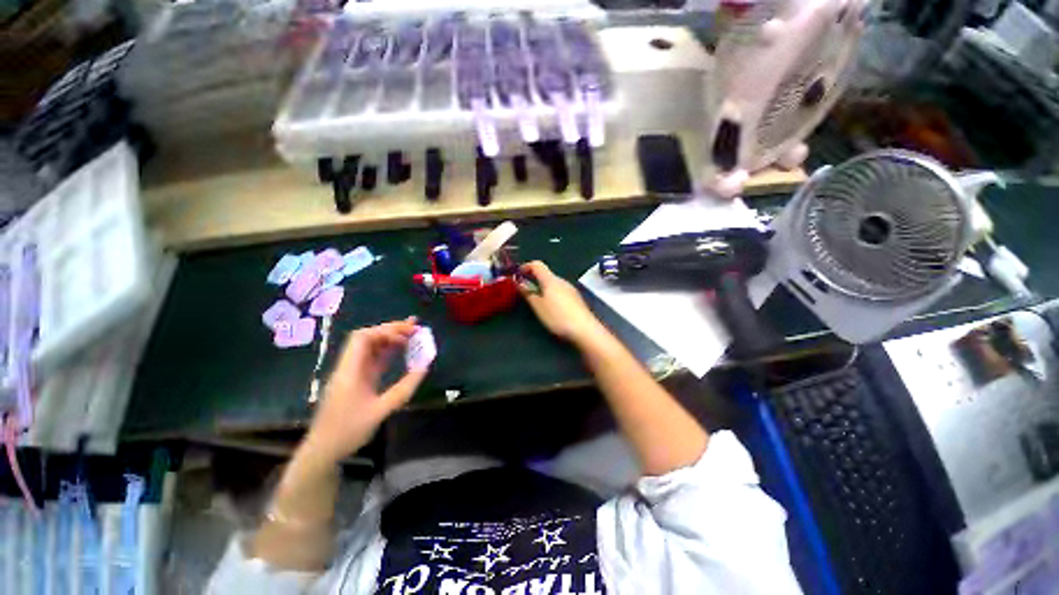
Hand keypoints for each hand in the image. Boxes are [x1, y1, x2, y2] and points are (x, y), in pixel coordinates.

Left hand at [301, 318, 426, 463]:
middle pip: (367, 339)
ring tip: (411, 335)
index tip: (408, 333)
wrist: (322, 452)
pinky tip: (400, 351)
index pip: (362, 339)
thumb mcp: (380, 411)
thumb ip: (404, 388)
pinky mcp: (356, 381)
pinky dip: (387, 353)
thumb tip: (424, 367)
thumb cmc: (348, 431)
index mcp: (349, 371)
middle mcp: (348, 367)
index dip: (386, 331)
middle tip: (414, 327)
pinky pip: (372, 360)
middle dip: (391, 330)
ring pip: (370, 348)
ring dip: (390, 339)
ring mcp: (351, 374)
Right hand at [519, 261, 602, 343]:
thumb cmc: (558, 316)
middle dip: (534, 279)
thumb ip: (528, 293)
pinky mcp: (576, 299)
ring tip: (536, 300)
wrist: (585, 329)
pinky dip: (552, 294)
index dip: (526, 266)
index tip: (517, 274)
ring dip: (543, 288)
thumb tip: (519, 282)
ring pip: (554, 284)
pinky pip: (560, 291)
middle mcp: (562, 281)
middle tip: (524, 290)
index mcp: (550, 280)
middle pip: (546, 274)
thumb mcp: (538, 307)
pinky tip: (551, 307)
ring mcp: (571, 289)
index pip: (537, 265)